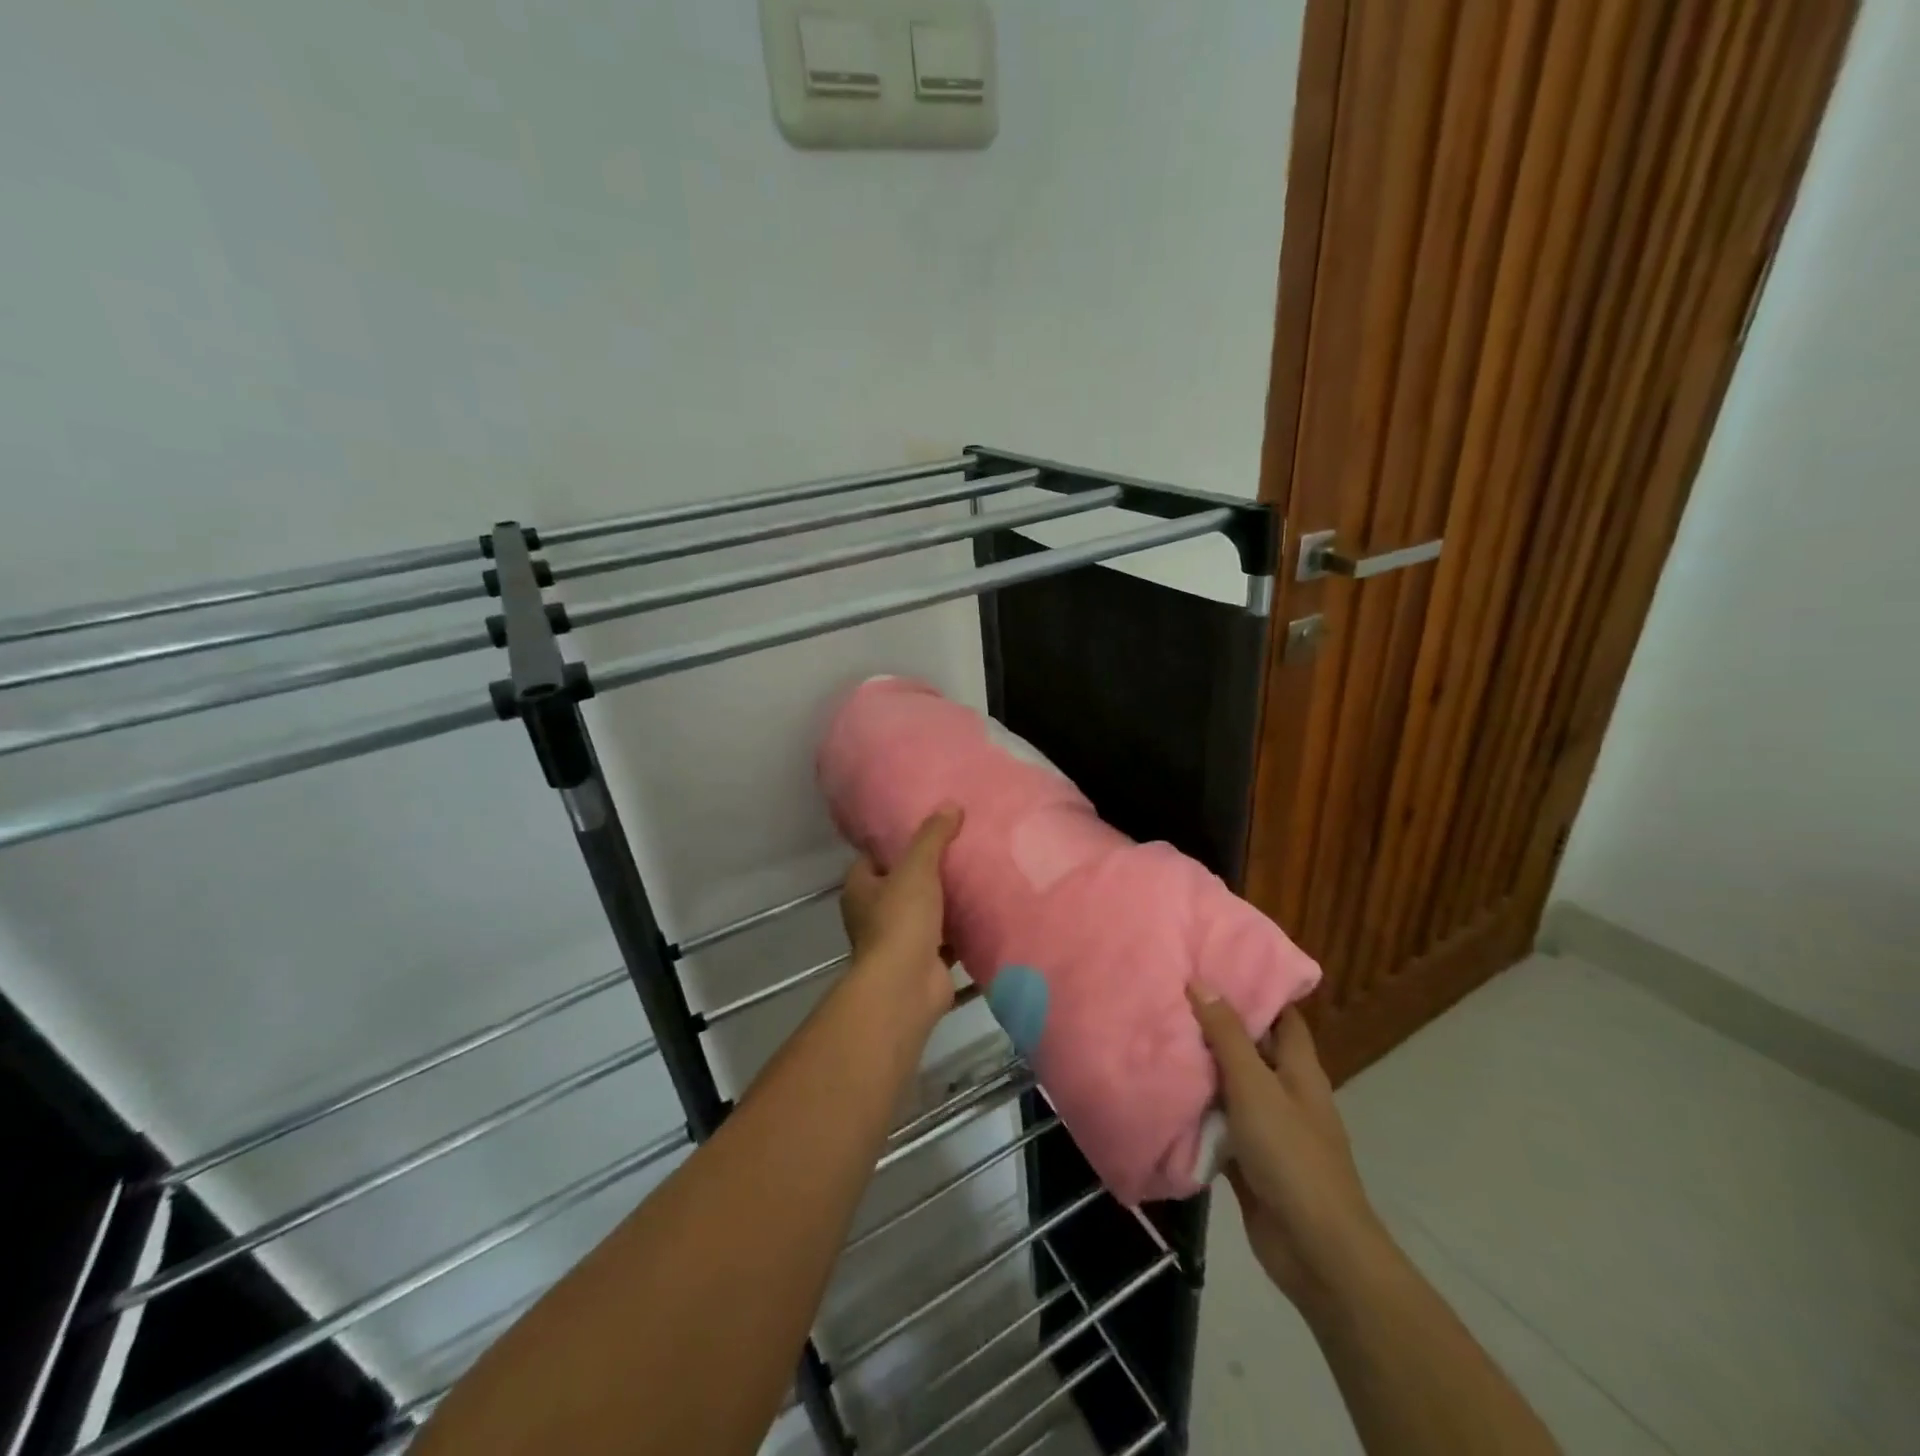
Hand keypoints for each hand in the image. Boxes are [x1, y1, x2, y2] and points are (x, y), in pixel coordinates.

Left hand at [841, 807, 963, 1021]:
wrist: (906, 986)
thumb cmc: (901, 919)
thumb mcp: (916, 868)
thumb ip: (932, 836)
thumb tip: (951, 805)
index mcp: (860, 889)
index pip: (876, 857)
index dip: (898, 843)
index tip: (928, 828)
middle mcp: (873, 914)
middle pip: (903, 884)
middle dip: (928, 872)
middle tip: (960, 848)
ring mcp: (898, 940)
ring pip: (925, 912)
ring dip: (946, 902)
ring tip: (978, 875)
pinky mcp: (924, 962)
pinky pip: (946, 939)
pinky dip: (962, 929)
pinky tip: (985, 911)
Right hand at [1187, 989, 1390, 1310]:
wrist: (1315, 1250)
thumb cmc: (1291, 1155)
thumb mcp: (1254, 1086)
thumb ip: (1227, 1036)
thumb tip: (1201, 982)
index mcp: (1299, 1070)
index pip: (1282, 1016)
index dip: (1255, 990)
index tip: (1215, 965)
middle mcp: (1286, 1093)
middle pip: (1252, 1049)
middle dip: (1217, 1026)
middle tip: (1172, 996)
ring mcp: (1269, 1129)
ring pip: (1231, 1088)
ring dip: (1202, 1070)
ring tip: (1159, 1035)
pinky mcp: (1250, 1161)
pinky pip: (1219, 1126)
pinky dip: (1197, 1113)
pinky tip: (1163, 1093)